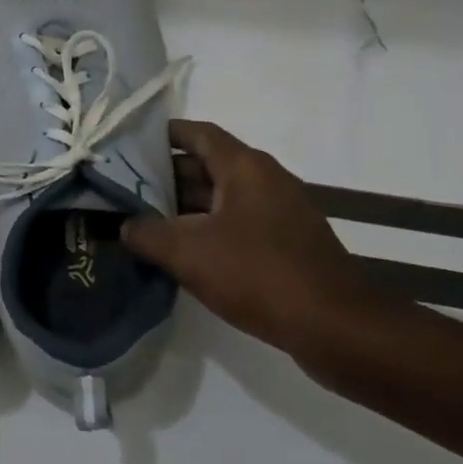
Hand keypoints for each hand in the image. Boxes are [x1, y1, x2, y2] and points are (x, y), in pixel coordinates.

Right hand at [122, 119, 377, 355]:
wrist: (339, 330)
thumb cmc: (259, 274)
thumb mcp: (187, 253)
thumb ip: (146, 233)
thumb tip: (123, 226)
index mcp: (245, 168)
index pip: (198, 133)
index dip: (161, 134)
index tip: (127, 144)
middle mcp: (266, 180)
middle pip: (206, 165)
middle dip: (164, 175)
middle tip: (124, 186)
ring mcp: (280, 213)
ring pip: (220, 198)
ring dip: (183, 206)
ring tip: (142, 219)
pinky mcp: (287, 244)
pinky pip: (237, 224)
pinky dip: (206, 229)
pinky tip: (180, 251)